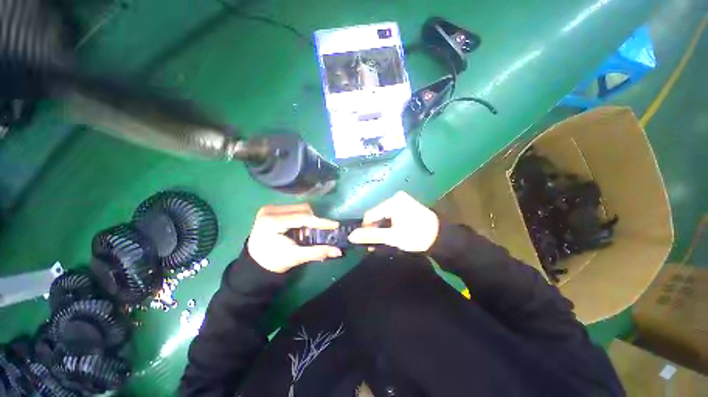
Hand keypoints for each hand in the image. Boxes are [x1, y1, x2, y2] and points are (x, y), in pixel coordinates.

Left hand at [248, 204, 342, 272]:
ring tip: (307, 231)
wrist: (255, 263)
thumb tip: (338, 251)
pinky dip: (301, 216)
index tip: (335, 225)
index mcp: (272, 222)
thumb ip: (317, 253)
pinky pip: (294, 208)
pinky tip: (299, 227)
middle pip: (302, 209)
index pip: (302, 217)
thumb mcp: (296, 257)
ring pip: (299, 207)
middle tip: (319, 232)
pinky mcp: (271, 209)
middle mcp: (270, 211)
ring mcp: (269, 208)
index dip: (320, 221)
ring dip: (308, 217)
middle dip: (313, 220)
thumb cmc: (274, 261)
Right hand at [348, 191, 438, 251]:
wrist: (440, 237)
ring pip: (382, 215)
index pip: (370, 215)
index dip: (366, 229)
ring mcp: (401, 200)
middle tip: (377, 243)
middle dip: (375, 229)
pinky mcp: (404, 204)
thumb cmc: (416, 236)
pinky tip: (391, 233)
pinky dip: (388, 224)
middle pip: (376, 215)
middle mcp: (395, 197)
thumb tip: (351, 236)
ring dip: (382, 227)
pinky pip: (390, 214)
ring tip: (385, 239)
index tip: (369, 242)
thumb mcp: (392, 237)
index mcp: (392, 202)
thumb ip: (371, 236)